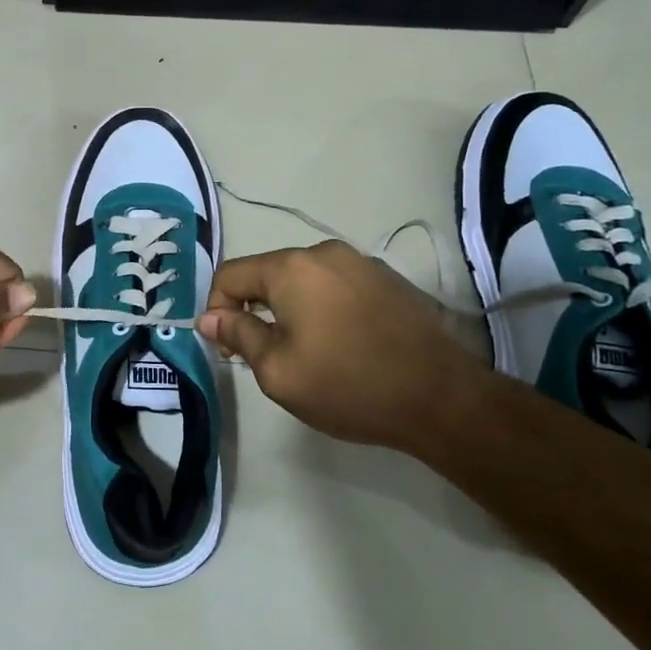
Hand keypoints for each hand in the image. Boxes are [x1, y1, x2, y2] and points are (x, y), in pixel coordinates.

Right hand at [197, 241, 494, 451]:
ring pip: (303, 280)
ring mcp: (360, 262)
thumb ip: (239, 335)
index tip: (225, 347)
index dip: (216, 309)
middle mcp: (324, 252)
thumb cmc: (349, 385)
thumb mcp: (279, 371)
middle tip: (258, 354)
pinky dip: (322, 307)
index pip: (231, 274)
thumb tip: (209, 317)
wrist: (441, 397)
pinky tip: (338, 343)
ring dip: (288, 308)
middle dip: (253, 309)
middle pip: (268, 273)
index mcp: (292, 268)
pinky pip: (335, 285)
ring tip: (300, 351)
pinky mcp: (386, 279)